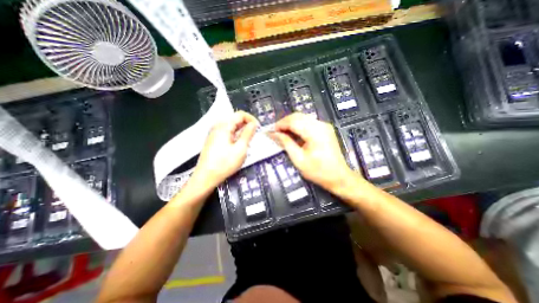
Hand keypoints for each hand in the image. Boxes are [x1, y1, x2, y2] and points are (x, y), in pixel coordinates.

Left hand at [193, 113, 260, 189]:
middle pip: (235, 119)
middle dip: (247, 125)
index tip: (258, 128)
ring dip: (242, 131)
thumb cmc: (225, 163)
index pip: (240, 114)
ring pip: (232, 127)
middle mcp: (218, 126)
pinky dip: (235, 135)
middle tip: (254, 136)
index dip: (251, 119)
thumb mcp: (240, 148)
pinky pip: (227, 133)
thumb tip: (254, 123)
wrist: (206, 177)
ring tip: (248, 141)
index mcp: (224, 126)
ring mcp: (214, 133)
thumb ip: (248, 134)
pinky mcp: (213, 140)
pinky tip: (238, 145)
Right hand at [269, 112, 356, 192]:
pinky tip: (293, 134)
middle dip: (284, 122)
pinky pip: (308, 122)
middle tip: (276, 132)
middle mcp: (320, 125)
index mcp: (315, 132)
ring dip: (291, 123)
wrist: (339, 177)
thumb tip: (274, 134)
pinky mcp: (325, 128)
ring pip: (303, 117)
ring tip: (282, 133)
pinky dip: (298, 126)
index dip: (280, 124)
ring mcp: (324, 125)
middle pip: (298, 116)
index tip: (271, 131)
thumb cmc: (318, 171)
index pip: (293, 121)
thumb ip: (286, 144)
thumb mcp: (299, 160)